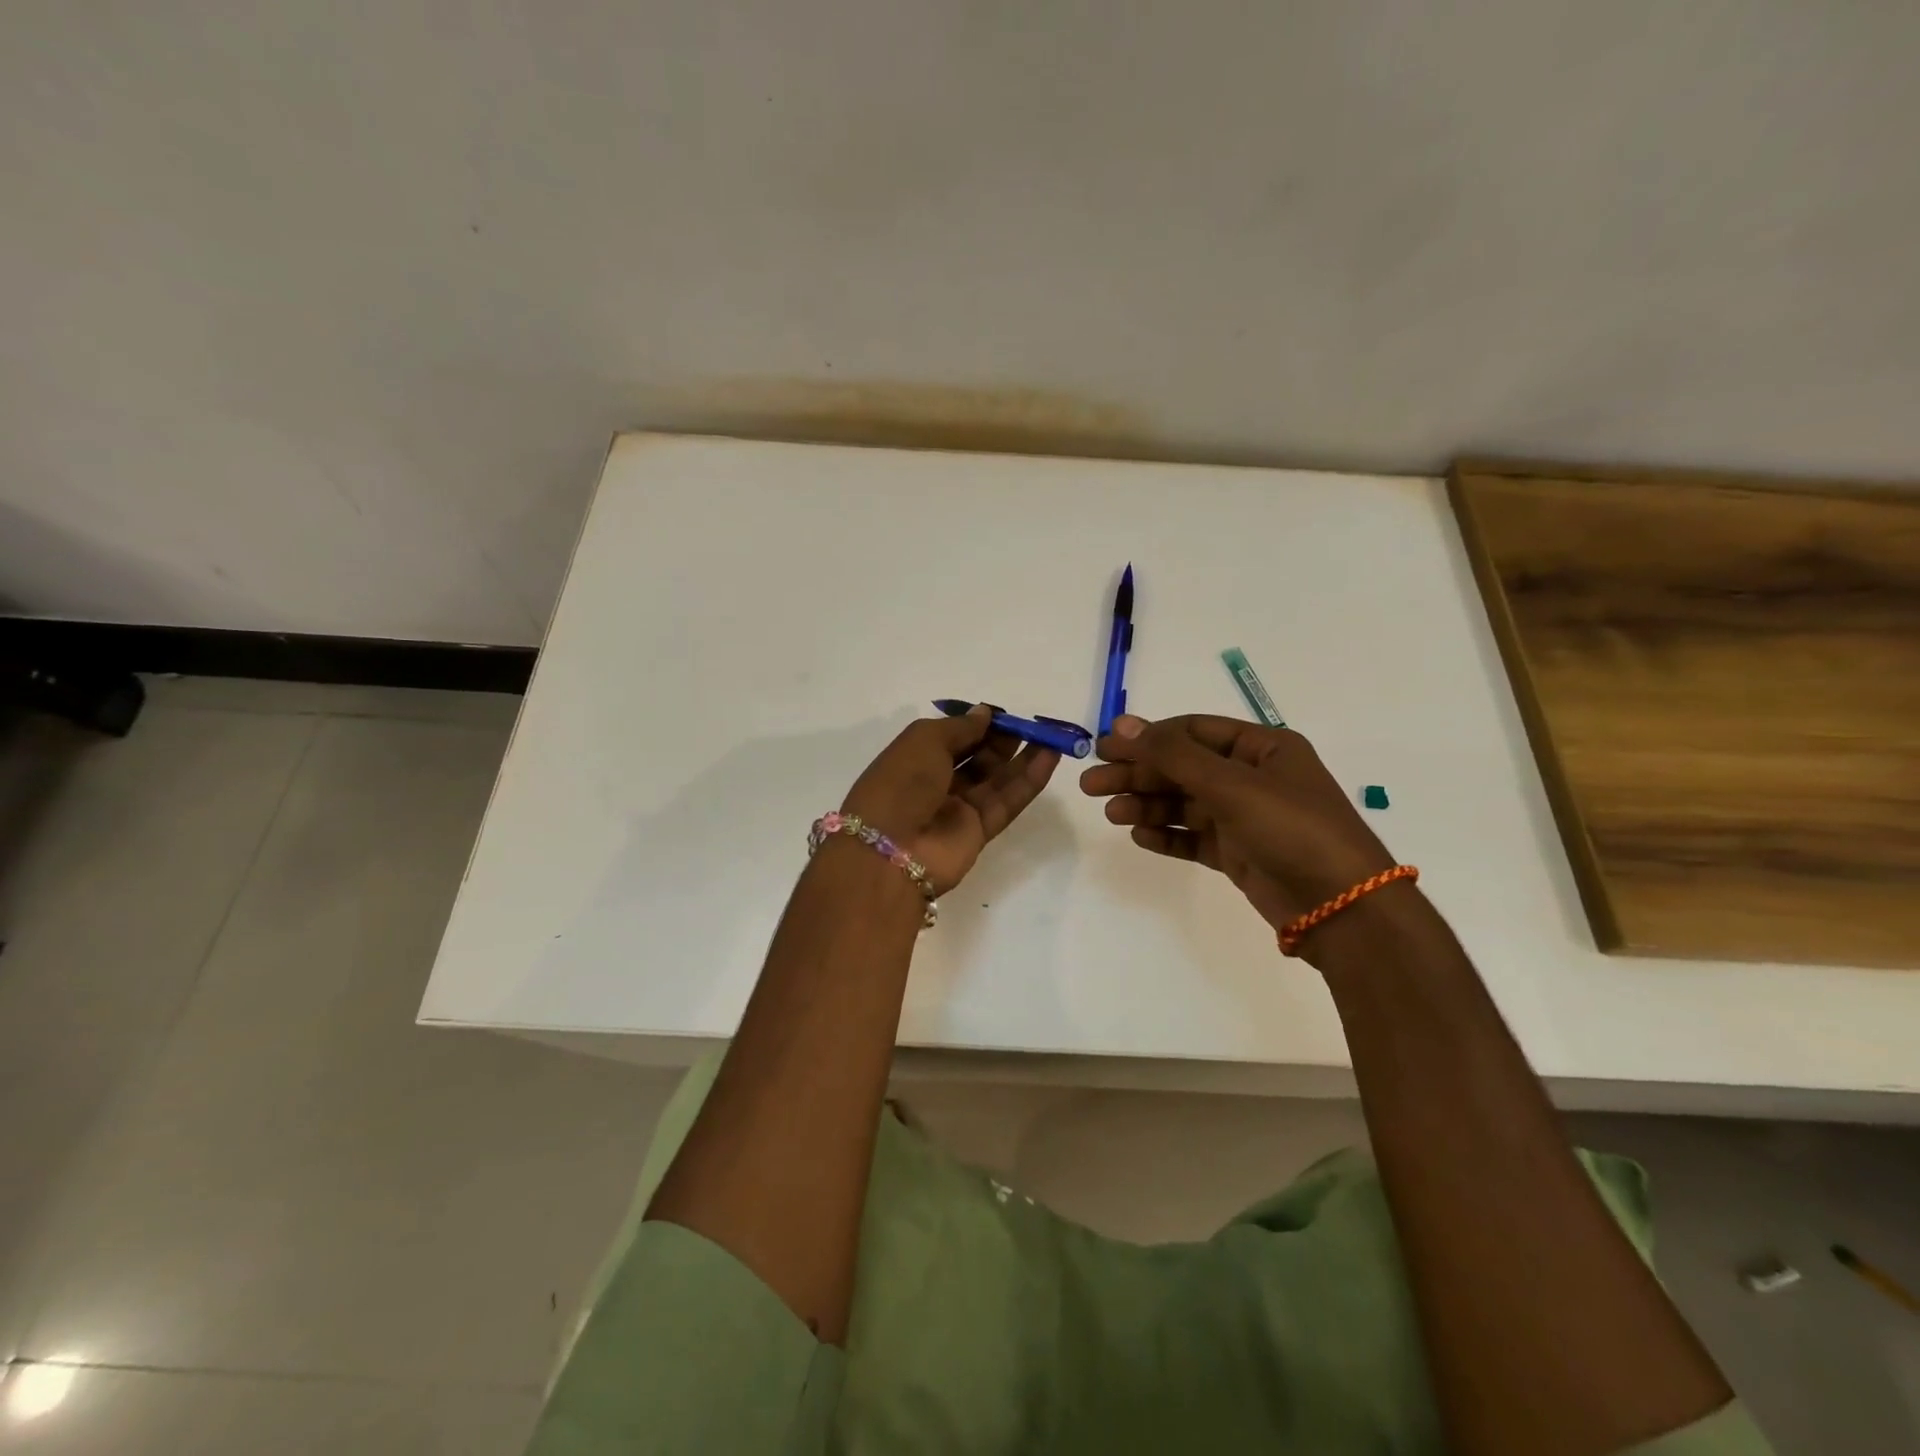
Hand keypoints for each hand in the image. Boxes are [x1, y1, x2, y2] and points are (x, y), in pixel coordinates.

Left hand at [840, 705, 1059, 894]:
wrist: (890, 850)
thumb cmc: (900, 783)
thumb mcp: (924, 740)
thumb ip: (960, 727)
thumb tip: (986, 714)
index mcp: (915, 758)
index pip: (953, 737)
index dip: (977, 724)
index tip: (1004, 714)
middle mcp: (937, 782)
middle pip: (977, 757)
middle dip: (1002, 740)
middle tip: (1030, 725)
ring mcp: (959, 808)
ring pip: (997, 779)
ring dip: (1024, 757)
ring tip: (1052, 737)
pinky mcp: (979, 831)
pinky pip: (1008, 801)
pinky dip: (1029, 780)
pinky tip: (1050, 758)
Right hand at [1078, 713, 1399, 944]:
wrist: (1343, 909)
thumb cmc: (1292, 829)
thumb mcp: (1231, 784)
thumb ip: (1172, 755)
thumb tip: (1121, 724)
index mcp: (1262, 748)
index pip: (1193, 732)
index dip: (1148, 737)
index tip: (1105, 747)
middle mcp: (1253, 777)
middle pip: (1182, 768)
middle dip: (1138, 774)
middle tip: (1091, 784)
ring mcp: (1245, 817)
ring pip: (1184, 804)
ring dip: (1147, 805)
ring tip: (1111, 814)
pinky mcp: (1239, 853)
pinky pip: (1193, 837)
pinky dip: (1167, 835)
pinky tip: (1139, 836)